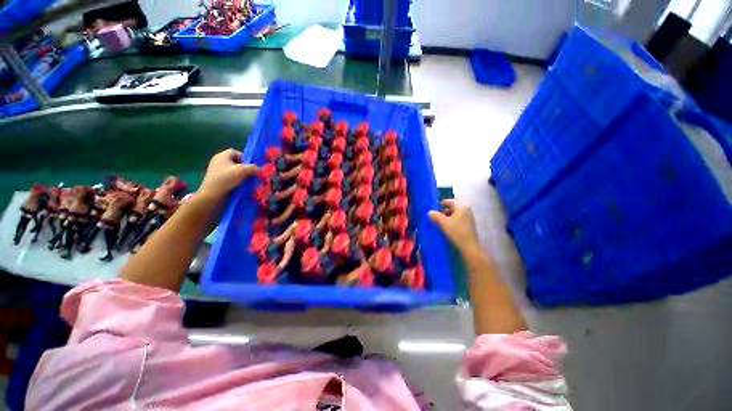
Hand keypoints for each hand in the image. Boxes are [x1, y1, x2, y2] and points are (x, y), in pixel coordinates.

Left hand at [199, 149, 257, 199]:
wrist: (212, 195)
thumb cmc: (226, 179)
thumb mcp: (242, 171)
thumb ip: (253, 168)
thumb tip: (260, 169)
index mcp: (222, 156)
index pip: (235, 152)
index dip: (245, 158)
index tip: (250, 166)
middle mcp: (218, 161)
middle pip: (235, 161)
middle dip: (244, 167)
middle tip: (250, 174)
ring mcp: (216, 170)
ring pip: (233, 170)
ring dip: (241, 175)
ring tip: (247, 181)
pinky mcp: (217, 179)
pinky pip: (229, 177)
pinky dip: (235, 180)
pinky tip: (240, 186)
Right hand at [429, 200, 479, 252]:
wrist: (469, 246)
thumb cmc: (456, 232)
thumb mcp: (443, 223)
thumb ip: (436, 216)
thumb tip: (429, 212)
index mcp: (462, 206)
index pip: (449, 201)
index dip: (441, 204)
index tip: (434, 208)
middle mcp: (467, 210)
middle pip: (453, 207)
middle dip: (443, 210)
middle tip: (435, 215)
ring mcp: (469, 217)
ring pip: (455, 213)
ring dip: (447, 216)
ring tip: (439, 221)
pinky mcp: (469, 224)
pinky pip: (458, 218)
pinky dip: (452, 220)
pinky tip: (446, 226)